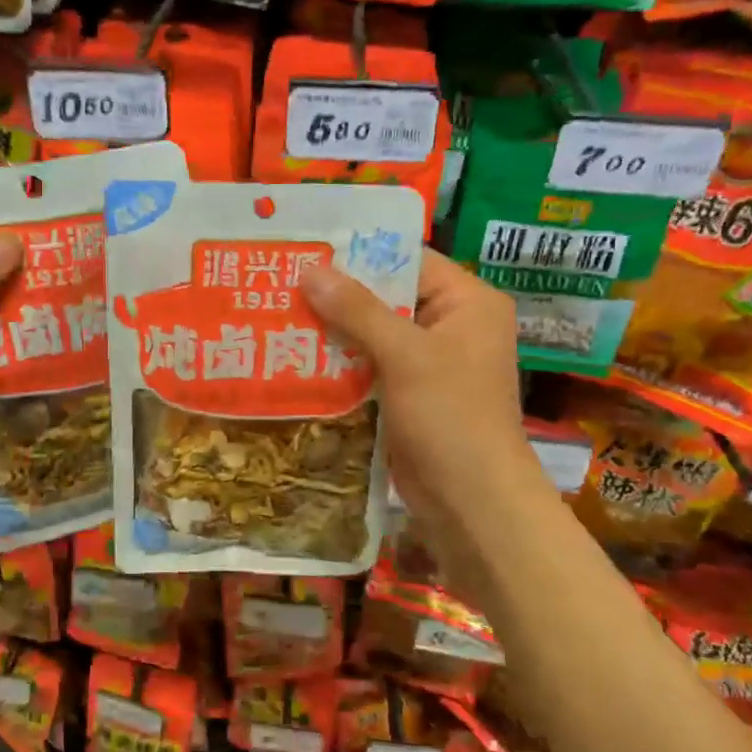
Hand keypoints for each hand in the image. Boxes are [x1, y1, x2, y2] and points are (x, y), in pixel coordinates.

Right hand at [302, 249, 544, 527]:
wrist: (471, 504)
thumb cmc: (450, 417)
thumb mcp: (405, 355)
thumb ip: (357, 310)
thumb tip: (310, 270)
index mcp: (467, 303)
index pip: (409, 260)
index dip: (360, 252)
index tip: (308, 247)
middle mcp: (451, 326)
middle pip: (387, 296)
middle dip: (337, 294)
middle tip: (283, 280)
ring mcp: (429, 363)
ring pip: (373, 333)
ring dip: (333, 329)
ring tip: (279, 312)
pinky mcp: (408, 395)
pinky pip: (369, 366)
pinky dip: (339, 362)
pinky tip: (296, 355)